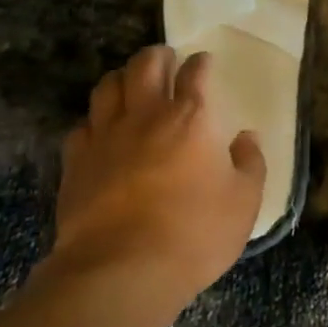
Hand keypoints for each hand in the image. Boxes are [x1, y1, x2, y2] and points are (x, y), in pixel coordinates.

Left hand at [49, 46, 265, 311]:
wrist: (122, 271)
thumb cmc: (194, 234)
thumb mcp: (244, 202)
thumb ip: (250, 163)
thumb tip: (246, 137)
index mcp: (192, 118)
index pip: (196, 72)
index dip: (201, 63)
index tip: (204, 63)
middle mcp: (147, 115)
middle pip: (145, 65)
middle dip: (157, 56)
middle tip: (165, 61)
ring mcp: (106, 136)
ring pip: (107, 86)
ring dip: (122, 78)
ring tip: (130, 86)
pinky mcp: (77, 162)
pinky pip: (82, 125)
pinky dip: (94, 121)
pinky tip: (101, 132)